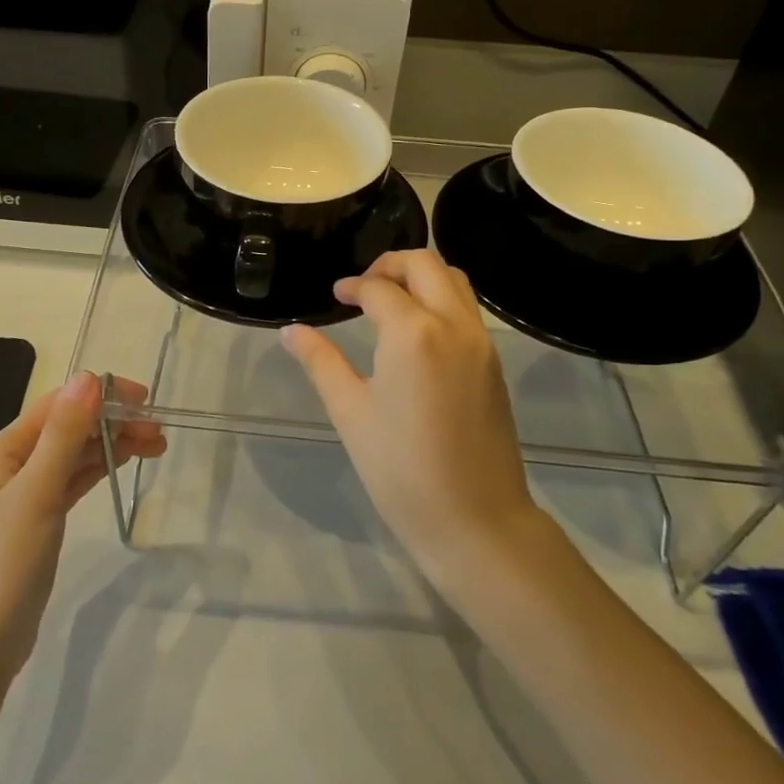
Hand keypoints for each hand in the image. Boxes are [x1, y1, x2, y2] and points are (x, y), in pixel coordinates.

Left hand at [0, 371, 164, 675]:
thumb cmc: (4, 562)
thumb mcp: (37, 492)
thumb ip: (63, 434)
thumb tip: (88, 377)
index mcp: (2, 448)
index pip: (59, 404)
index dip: (102, 396)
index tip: (146, 402)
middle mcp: (11, 461)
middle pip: (69, 426)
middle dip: (113, 421)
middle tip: (159, 431)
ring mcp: (25, 490)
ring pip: (75, 452)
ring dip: (112, 443)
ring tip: (156, 445)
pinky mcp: (38, 516)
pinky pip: (73, 478)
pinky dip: (99, 467)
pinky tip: (124, 460)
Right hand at [280, 249, 539, 581]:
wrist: (475, 520)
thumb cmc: (401, 469)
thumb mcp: (350, 412)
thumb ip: (320, 362)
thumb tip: (290, 331)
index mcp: (413, 333)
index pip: (379, 288)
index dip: (353, 286)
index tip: (336, 297)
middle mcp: (453, 325)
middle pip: (425, 263)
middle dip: (390, 264)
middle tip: (363, 288)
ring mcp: (481, 342)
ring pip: (454, 280)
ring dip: (421, 277)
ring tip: (391, 302)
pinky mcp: (494, 362)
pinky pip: (468, 309)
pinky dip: (441, 299)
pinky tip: (417, 331)